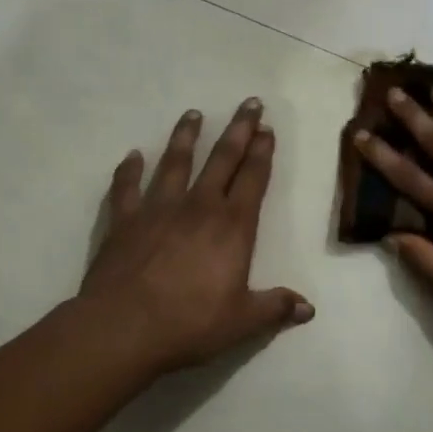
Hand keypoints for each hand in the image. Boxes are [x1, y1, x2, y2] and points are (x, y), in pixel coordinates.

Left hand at [79, 98, 312, 375]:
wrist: (124, 328)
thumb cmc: (190, 324)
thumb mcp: (242, 321)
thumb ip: (275, 308)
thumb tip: (309, 308)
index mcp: (232, 226)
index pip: (252, 179)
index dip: (262, 152)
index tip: (267, 129)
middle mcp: (198, 206)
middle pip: (222, 159)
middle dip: (238, 129)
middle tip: (249, 104)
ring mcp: (158, 209)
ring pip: (175, 162)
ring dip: (186, 136)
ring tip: (193, 113)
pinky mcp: (124, 220)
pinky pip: (126, 187)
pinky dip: (129, 170)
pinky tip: (132, 156)